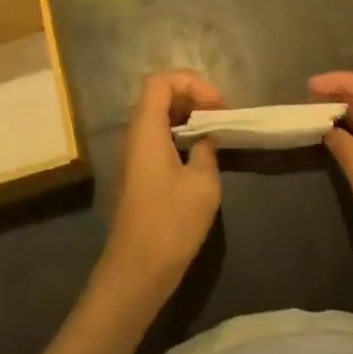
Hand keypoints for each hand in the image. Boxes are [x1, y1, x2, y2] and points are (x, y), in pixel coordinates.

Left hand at [101, 71, 222, 299]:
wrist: (136, 272)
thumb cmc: (170, 223)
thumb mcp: (202, 184)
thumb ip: (206, 150)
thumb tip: (205, 139)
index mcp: (146, 129)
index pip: (160, 81)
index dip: (190, 83)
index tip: (216, 105)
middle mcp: (134, 135)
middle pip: (158, 96)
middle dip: (191, 96)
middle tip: (219, 115)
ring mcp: (133, 155)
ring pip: (158, 118)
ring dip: (186, 117)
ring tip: (214, 132)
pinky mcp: (137, 174)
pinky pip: (157, 138)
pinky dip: (178, 136)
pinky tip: (199, 155)